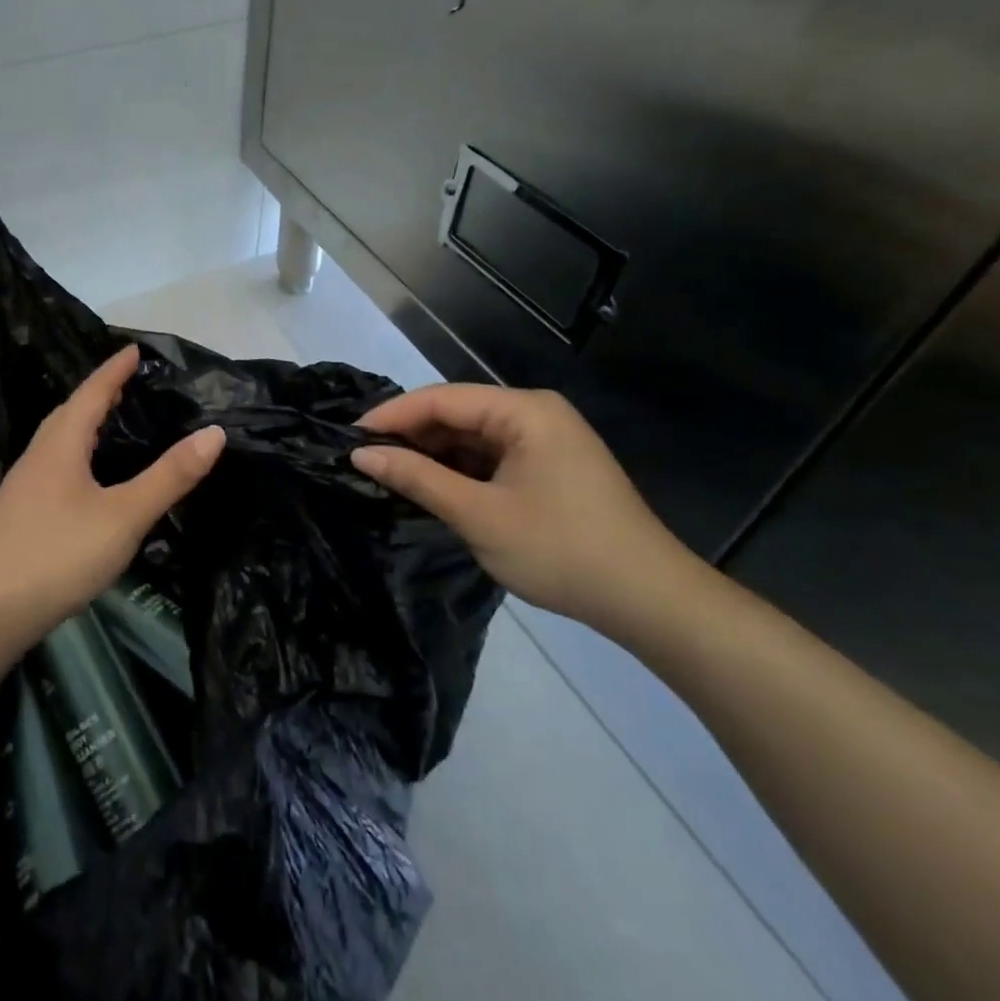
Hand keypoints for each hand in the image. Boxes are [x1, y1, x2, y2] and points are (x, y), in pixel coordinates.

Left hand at [0, 345, 224, 652]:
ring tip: (109, 423)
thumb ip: (169, 476)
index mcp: (61, 445)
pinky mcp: (18, 514)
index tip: (133, 349)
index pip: (91, 393)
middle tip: (126, 383)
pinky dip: (75, 454)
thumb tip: (214, 432)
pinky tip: (84, 479)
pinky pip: (53, 465)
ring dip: (84, 423)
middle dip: (98, 393)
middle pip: (69, 412)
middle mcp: (37, 456)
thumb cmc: (58, 554)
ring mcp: (23, 486)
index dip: (114, 370)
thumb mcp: (124, 515)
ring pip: (57, 441)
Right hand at [351, 384, 693, 635]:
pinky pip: (491, 457)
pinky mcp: (549, 467)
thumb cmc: (561, 549)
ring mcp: (545, 440)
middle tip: (364, 459)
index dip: (392, 415)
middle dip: (411, 435)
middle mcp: (535, 414)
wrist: (650, 601)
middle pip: (457, 413)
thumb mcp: (478, 514)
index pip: (442, 399)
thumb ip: (417, 478)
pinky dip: (459, 470)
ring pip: (472, 436)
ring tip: (388, 473)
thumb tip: (361, 453)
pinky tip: (431, 486)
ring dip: (433, 455)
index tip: (349, 438)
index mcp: (524, 411)